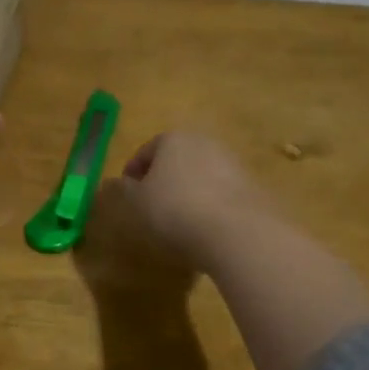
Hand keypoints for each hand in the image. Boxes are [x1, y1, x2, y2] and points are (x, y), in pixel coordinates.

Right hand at [118, 132, 270, 271]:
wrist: (235, 231)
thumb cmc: (174, 209)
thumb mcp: (137, 202)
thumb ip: (125, 189)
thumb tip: (117, 183)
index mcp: (173, 138)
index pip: (146, 151)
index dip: (133, 173)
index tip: (128, 195)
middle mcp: (204, 141)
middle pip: (176, 159)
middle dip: (163, 178)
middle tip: (152, 205)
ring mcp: (232, 162)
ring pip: (200, 174)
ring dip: (188, 191)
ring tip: (180, 220)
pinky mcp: (251, 185)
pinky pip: (221, 192)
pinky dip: (210, 203)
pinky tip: (205, 227)